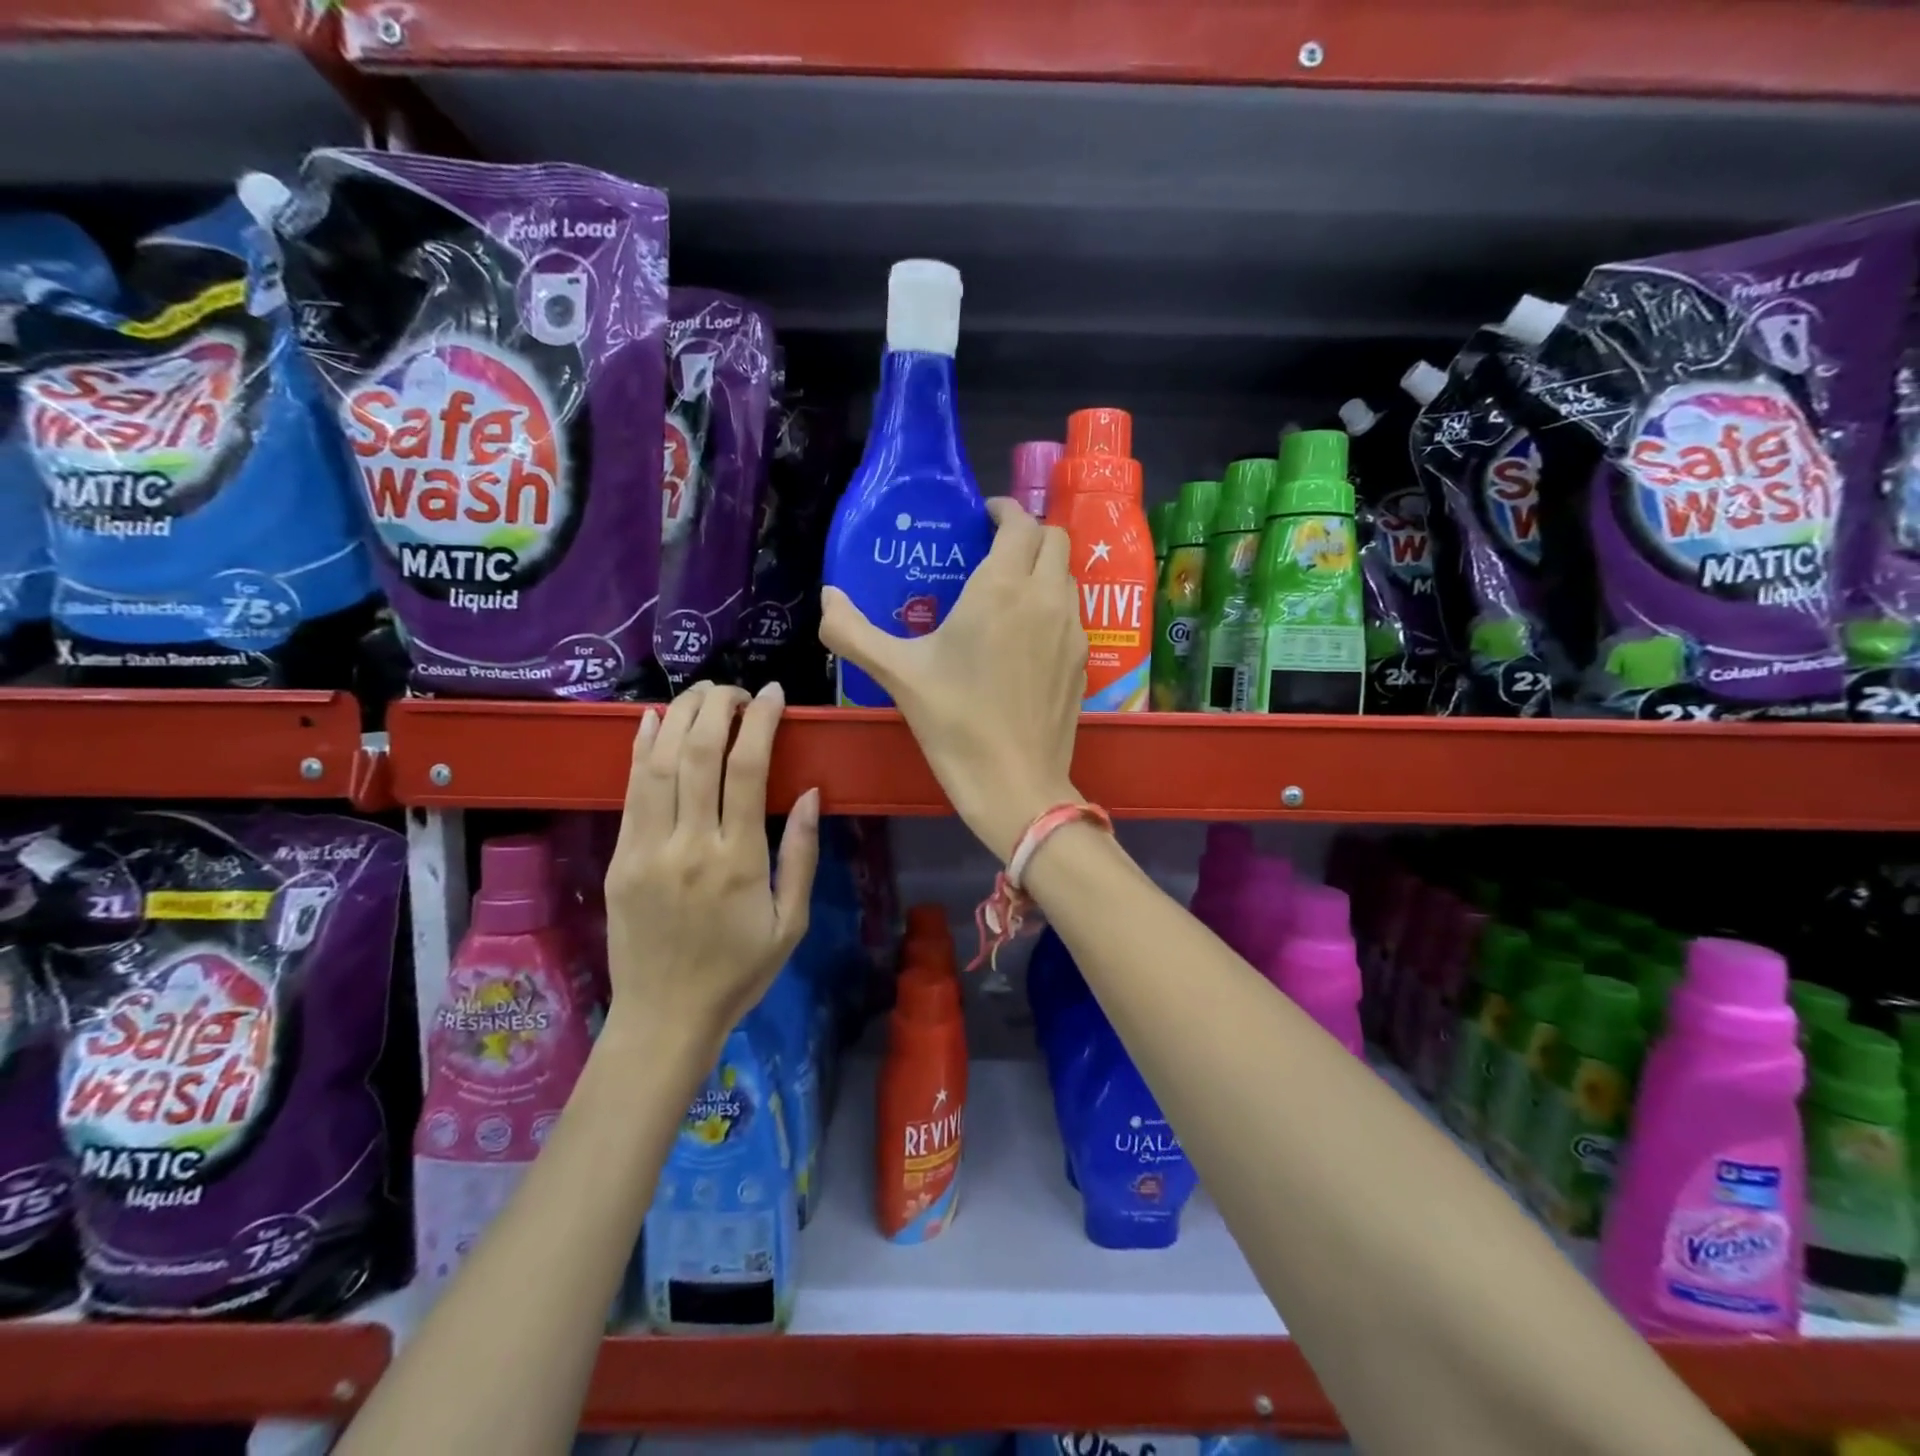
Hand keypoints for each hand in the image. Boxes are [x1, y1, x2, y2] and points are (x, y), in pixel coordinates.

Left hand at [605, 682, 819, 1051]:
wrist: (664, 1017)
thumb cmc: (739, 972)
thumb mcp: (791, 923)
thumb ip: (801, 855)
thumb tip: (808, 793)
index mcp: (738, 861)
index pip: (746, 770)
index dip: (760, 722)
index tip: (772, 695)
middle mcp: (689, 845)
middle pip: (699, 754)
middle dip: (718, 706)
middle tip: (736, 688)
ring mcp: (647, 849)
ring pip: (660, 764)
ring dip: (680, 716)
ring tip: (702, 692)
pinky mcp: (619, 857)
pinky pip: (630, 791)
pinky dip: (641, 748)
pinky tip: (653, 719)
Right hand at [820, 498, 1085, 860]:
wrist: (1016, 784)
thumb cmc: (955, 723)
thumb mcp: (897, 674)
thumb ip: (853, 632)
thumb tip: (827, 599)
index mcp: (1002, 589)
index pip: (1019, 523)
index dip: (1003, 511)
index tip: (981, 518)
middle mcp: (1046, 598)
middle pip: (1054, 540)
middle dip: (1027, 533)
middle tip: (993, 551)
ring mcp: (1072, 630)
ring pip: (1067, 576)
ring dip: (1043, 568)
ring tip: (1008, 591)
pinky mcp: (1083, 661)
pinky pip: (1072, 612)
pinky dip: (1053, 604)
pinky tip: (1026, 636)